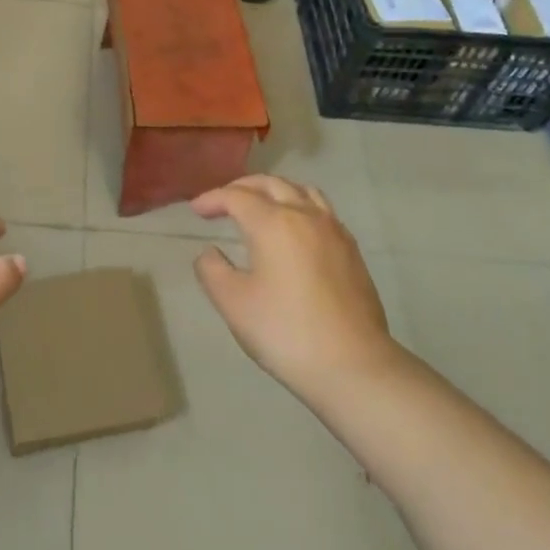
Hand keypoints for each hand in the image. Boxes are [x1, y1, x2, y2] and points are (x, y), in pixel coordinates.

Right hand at [192, 176, 403, 404]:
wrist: (353, 365)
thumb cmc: (286, 332)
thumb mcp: (234, 304)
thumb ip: (212, 271)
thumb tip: (209, 253)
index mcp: (273, 223)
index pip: (237, 196)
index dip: (213, 199)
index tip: (196, 210)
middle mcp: (305, 215)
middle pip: (271, 184)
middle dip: (242, 187)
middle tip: (223, 202)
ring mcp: (333, 230)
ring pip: (301, 191)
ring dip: (275, 191)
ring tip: (261, 206)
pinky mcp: (351, 250)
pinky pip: (321, 210)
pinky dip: (299, 206)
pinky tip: (295, 230)